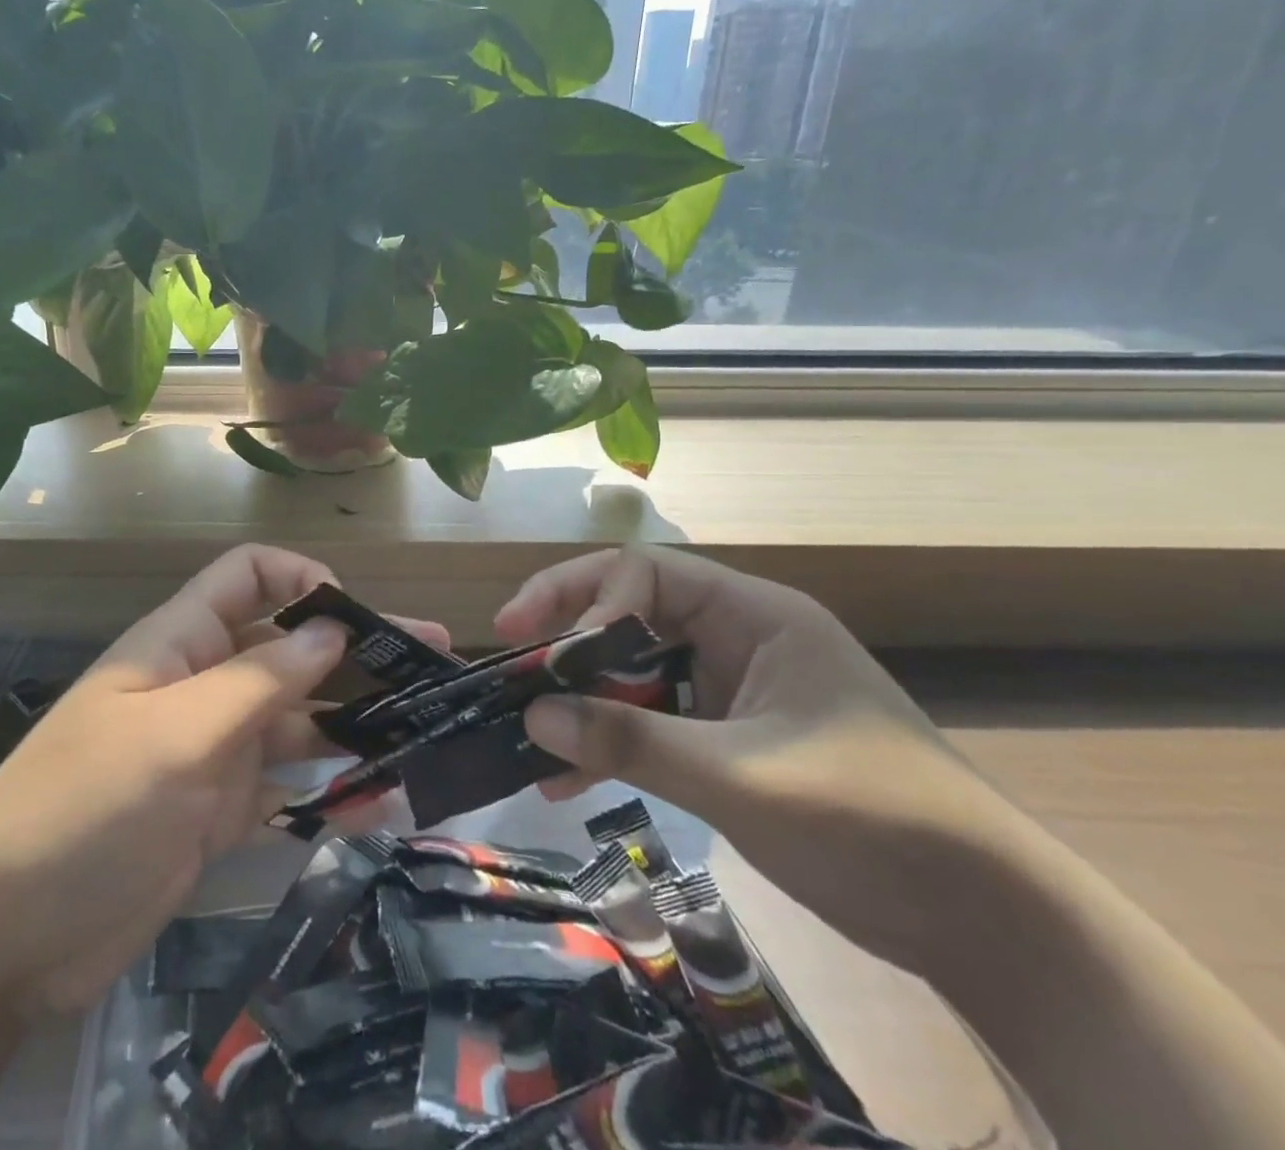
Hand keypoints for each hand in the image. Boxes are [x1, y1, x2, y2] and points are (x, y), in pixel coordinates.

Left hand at [0, 545, 446, 1015]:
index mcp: (182, 641)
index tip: (352, 616)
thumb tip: (331, 628)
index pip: (249, 575)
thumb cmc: (83, 809)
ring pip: (296, 716)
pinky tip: (383, 798)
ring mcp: (215, 748)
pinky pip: (288, 784)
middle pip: (288, 646)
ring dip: (353, 718)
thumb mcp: (176, 734)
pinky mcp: (221, 809)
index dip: (301, 578)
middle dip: (355, 647)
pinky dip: (330, 787)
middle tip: (432, 657)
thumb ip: (258, 680)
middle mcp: (204, 683)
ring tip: (425, 727)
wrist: (4, 937)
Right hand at [504, 546, 1027, 974]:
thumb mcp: (740, 778)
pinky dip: (612, 744)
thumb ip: (632, 741)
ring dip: (584, 702)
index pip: (646, 574)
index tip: (540, 648)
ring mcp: (733, 692)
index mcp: (754, 617)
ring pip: (636, 674)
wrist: (990, 927)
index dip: (586, 600)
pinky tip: (566, 781)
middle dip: (571, 643)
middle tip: (512, 664)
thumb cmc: (874, 822)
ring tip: (525, 734)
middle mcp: (739, 640)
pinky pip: (653, 724)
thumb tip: (533, 716)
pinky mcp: (730, 742)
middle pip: (632, 616)